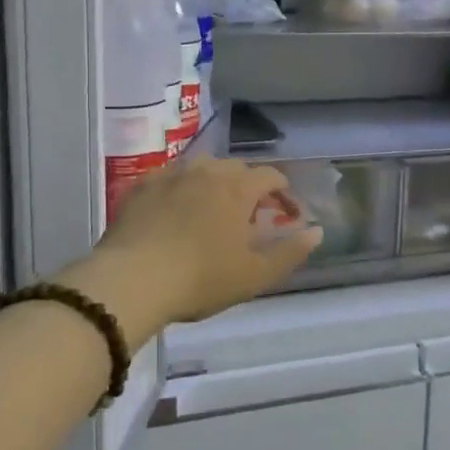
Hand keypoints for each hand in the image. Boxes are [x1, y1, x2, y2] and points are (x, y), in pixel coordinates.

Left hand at [70, 156, 320, 344]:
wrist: (131, 280)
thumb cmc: (201, 279)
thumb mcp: (254, 275)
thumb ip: (290, 252)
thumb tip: (317, 232)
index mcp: (238, 188)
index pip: (271, 176)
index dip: (284, 192)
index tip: (288, 213)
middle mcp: (206, 171)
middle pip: (236, 168)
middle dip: (249, 186)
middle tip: (250, 215)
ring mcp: (171, 175)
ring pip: (201, 168)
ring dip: (214, 183)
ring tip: (213, 209)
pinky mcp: (141, 186)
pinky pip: (169, 178)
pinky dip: (180, 189)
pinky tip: (175, 210)